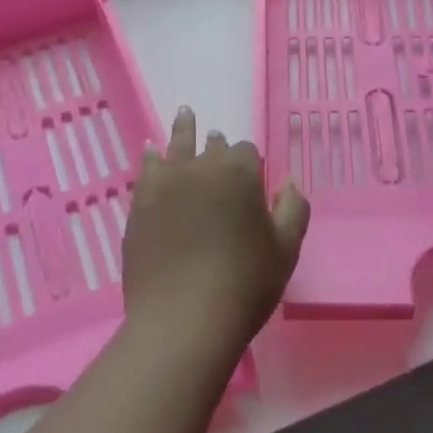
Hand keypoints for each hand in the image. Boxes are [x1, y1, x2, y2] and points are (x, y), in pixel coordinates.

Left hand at [120, 107, 309, 359]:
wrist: (183, 318)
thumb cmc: (244, 284)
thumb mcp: (286, 250)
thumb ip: (293, 209)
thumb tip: (288, 182)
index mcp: (239, 173)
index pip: (246, 152)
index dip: (249, 163)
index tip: (251, 176)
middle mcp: (201, 168)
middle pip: (211, 147)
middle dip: (216, 144)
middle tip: (215, 139)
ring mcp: (165, 184)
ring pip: (176, 146)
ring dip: (183, 130)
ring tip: (184, 113)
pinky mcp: (140, 204)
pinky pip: (147, 169)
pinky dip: (152, 157)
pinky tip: (151, 150)